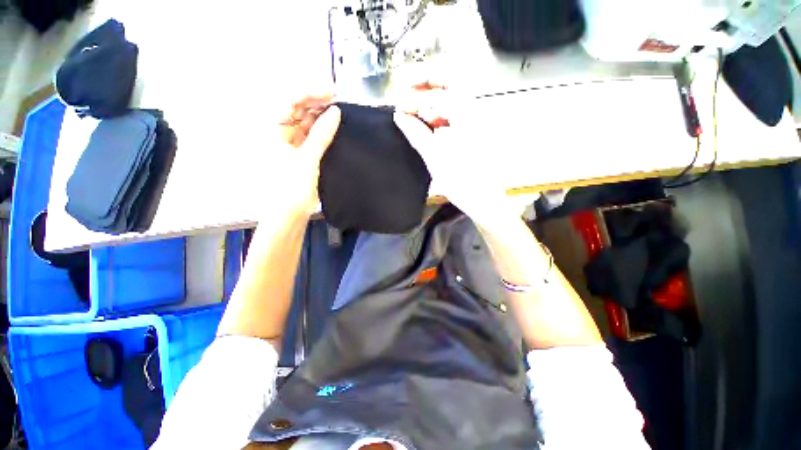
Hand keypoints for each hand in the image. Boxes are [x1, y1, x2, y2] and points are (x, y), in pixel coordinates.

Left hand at [276, 95, 341, 215]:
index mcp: (270, 130)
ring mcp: (290, 144)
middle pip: (296, 110)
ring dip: (320, 117)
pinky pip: (311, 137)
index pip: (288, 102)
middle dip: (315, 104)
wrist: (289, 214)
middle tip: (337, 101)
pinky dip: (322, 132)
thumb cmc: (291, 187)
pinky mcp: (301, 154)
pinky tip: (334, 128)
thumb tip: (335, 112)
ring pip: (305, 123)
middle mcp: (278, 133)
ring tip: (338, 113)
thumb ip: (321, 135)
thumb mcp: (307, 159)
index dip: (308, 93)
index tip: (330, 92)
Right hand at [393, 83, 513, 225]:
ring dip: (431, 104)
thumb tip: (400, 117)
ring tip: (414, 113)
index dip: (418, 91)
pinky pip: (454, 117)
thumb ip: (416, 133)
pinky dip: (439, 118)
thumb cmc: (461, 181)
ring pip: (451, 102)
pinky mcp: (473, 135)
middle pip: (450, 86)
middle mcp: (475, 113)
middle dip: (426, 87)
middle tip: (407, 93)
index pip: (442, 88)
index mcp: (468, 116)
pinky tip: (428, 126)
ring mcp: (476, 124)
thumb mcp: (434, 157)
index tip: (401, 101)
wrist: (483, 200)